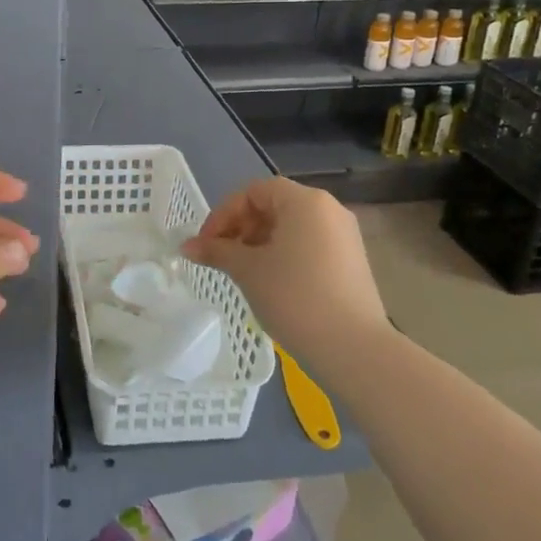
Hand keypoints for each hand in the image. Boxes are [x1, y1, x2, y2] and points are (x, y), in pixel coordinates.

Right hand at [181, 177, 388, 364]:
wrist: (353, 348)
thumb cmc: (294, 297)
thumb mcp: (247, 270)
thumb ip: (216, 251)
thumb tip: (187, 246)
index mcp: (304, 201)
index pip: (253, 192)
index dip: (224, 214)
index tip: (207, 244)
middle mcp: (329, 209)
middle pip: (273, 205)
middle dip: (241, 228)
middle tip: (222, 257)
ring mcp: (345, 236)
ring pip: (291, 226)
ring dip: (260, 242)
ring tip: (244, 271)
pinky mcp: (352, 261)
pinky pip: (309, 244)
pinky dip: (284, 254)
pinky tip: (271, 282)